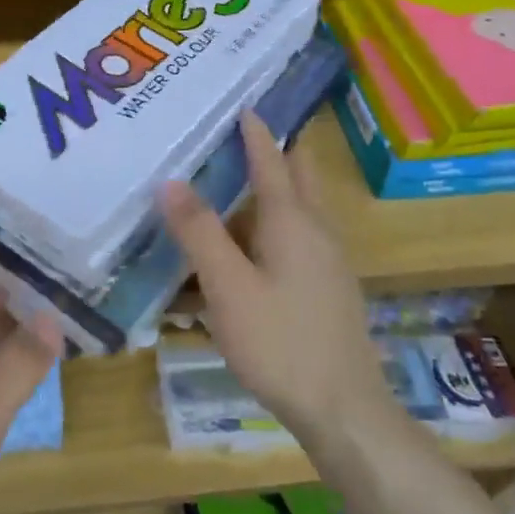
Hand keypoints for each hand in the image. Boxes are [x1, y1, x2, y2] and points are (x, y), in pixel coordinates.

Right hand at [160, 112, 385, 444]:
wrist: (344, 411)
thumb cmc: (281, 342)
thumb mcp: (228, 286)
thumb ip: (199, 231)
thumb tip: (170, 181)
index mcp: (293, 221)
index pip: (271, 160)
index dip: (255, 131)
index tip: (244, 102)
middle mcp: (316, 231)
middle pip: (296, 177)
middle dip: (272, 152)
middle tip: (236, 136)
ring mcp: (326, 262)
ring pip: (295, 212)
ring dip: (267, 193)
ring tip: (227, 189)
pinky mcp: (325, 290)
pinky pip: (294, 242)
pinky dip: (267, 230)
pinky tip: (240, 254)